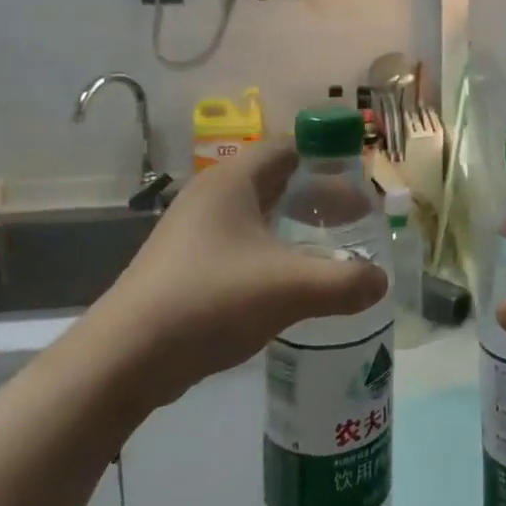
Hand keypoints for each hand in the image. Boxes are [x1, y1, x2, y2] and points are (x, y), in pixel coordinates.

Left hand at [91, 141, 386, 408]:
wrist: (125, 358)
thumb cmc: (210, 300)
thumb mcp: (289, 288)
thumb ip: (344, 282)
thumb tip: (381, 281)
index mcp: (233, 181)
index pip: (289, 147)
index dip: (328, 157)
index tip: (360, 181)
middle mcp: (212, 195)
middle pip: (276, 179)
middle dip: (318, 195)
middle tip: (355, 219)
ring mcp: (194, 230)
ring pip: (258, 213)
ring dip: (295, 225)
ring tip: (331, 249)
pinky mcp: (186, 263)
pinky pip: (241, 242)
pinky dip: (272, 250)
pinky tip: (290, 282)